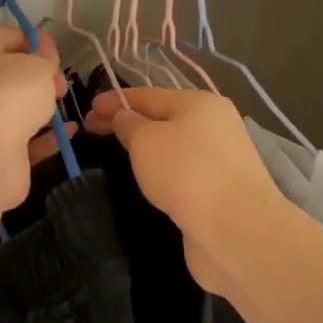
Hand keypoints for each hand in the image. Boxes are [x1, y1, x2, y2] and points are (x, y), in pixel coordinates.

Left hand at [0, 25, 70, 212]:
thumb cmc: (10, 95)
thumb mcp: (37, 66)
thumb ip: (45, 58)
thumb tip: (43, 54)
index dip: (26, 37)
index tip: (52, 46)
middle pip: (10, 75)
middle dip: (38, 76)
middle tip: (60, 81)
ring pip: (17, 109)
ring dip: (42, 106)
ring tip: (66, 103)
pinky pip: (27, 140)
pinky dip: (48, 137)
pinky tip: (70, 132)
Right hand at [84, 87, 283, 296]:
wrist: (234, 228)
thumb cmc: (184, 171)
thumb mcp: (144, 140)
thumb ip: (128, 123)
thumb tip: (124, 117)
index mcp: (199, 103)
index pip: (147, 95)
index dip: (115, 100)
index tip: (88, 109)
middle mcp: (214, 125)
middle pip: (163, 118)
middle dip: (128, 123)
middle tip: (93, 132)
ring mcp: (221, 158)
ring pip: (174, 146)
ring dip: (147, 148)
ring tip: (118, 156)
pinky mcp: (221, 189)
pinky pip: (183, 171)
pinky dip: (162, 171)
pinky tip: (148, 180)